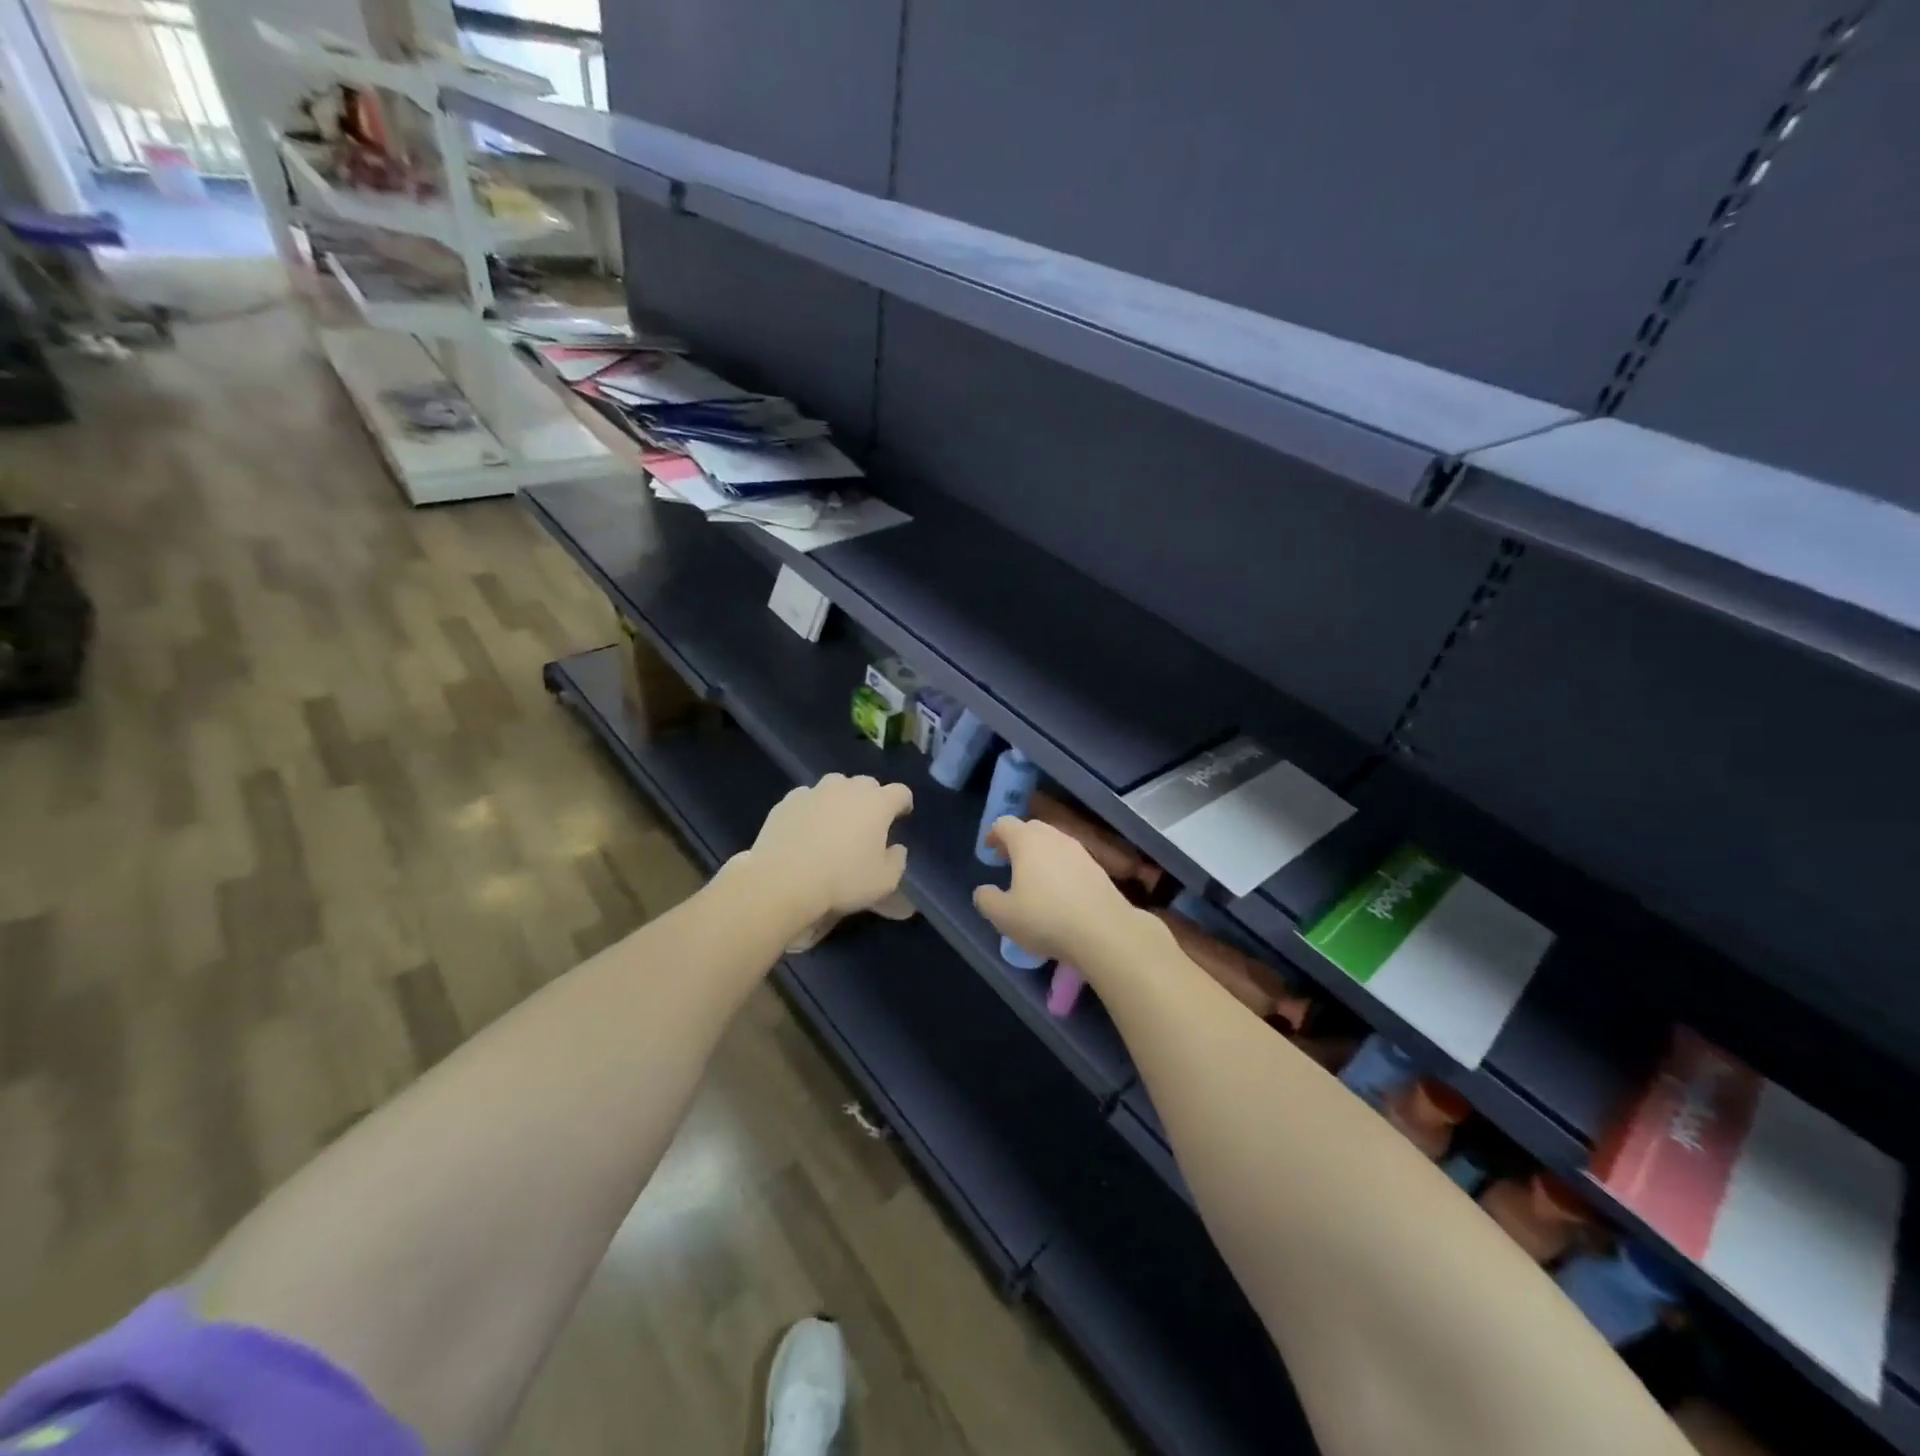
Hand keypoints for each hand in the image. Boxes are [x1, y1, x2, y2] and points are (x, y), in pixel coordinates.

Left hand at [746, 774, 911, 927]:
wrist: (784, 880)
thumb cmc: (842, 880)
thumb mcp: (884, 882)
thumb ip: (897, 861)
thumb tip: (896, 848)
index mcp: (877, 804)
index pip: (900, 792)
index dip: (903, 803)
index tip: (901, 816)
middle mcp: (848, 789)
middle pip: (867, 784)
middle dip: (871, 799)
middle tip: (867, 822)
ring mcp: (815, 791)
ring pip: (835, 785)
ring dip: (840, 798)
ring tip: (835, 821)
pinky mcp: (788, 801)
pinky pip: (807, 797)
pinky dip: (812, 808)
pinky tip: (806, 828)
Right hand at [972, 816, 1139, 964]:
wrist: (1103, 931)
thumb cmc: (1045, 918)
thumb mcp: (1003, 915)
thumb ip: (986, 899)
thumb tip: (983, 891)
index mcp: (1026, 841)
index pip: (1004, 824)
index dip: (993, 835)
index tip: (989, 851)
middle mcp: (1053, 837)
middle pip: (1030, 829)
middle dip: (1016, 842)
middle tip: (1008, 862)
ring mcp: (1078, 850)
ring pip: (1053, 843)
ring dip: (1039, 854)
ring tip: (1032, 879)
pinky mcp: (1097, 867)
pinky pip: (1070, 859)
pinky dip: (1059, 868)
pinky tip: (1058, 893)